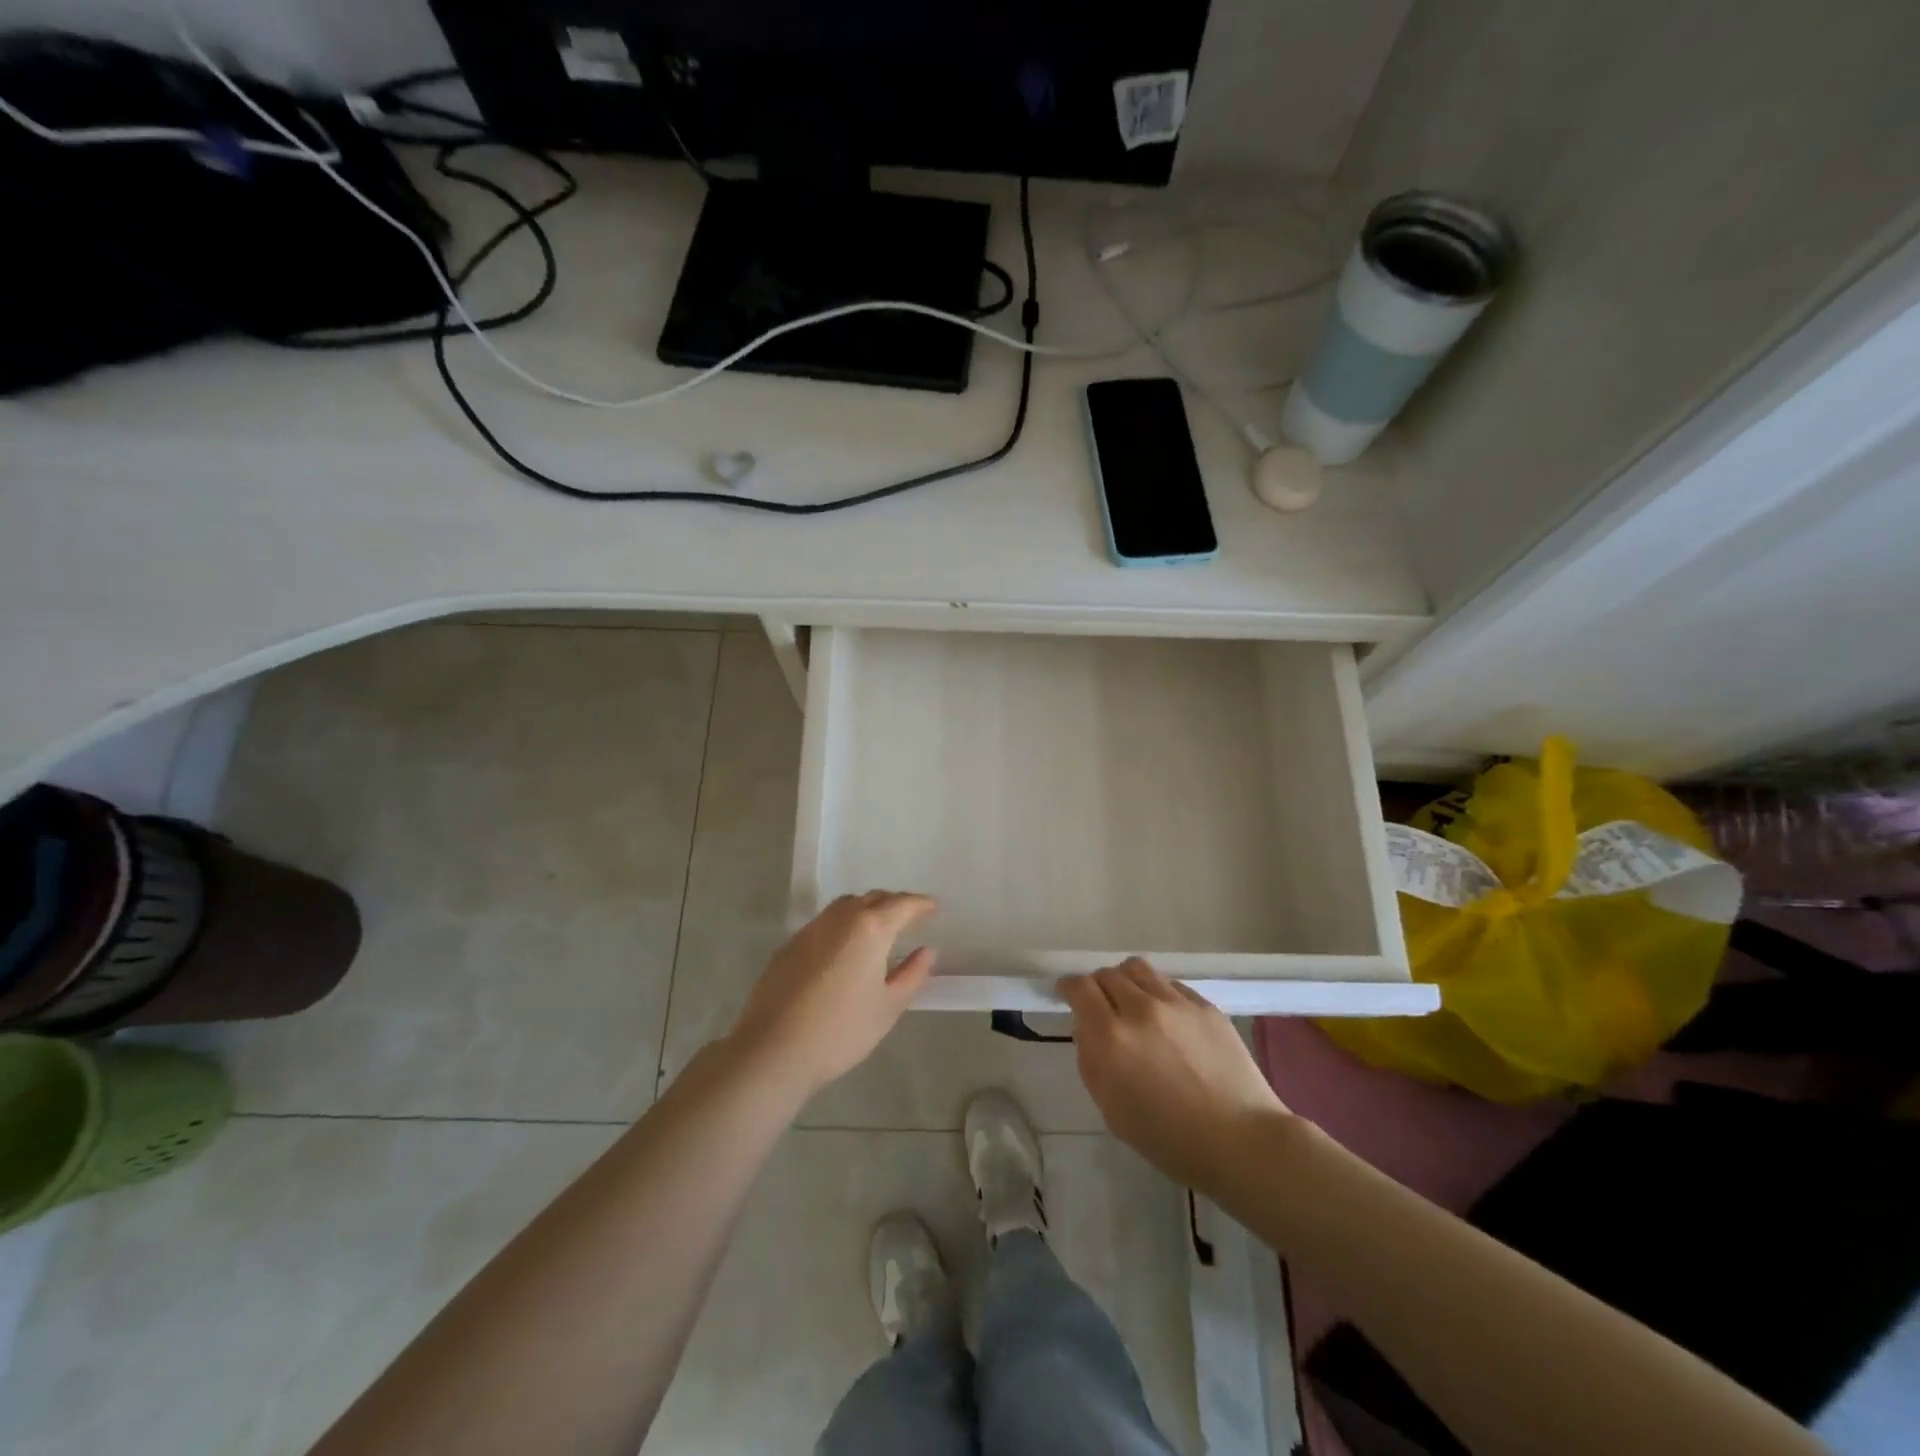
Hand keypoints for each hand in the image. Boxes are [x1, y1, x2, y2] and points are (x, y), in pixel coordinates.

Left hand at [728, 891, 937, 1099]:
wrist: (775, 1049)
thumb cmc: (842, 1030)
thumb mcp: (888, 1007)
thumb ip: (912, 974)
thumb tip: (926, 951)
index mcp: (870, 928)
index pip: (901, 904)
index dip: (920, 904)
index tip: (932, 907)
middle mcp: (840, 919)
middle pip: (871, 899)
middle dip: (892, 903)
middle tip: (907, 917)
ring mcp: (810, 930)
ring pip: (844, 907)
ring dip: (864, 909)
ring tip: (876, 929)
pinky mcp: (788, 946)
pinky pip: (823, 924)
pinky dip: (840, 926)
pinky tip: (842, 950)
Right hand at [1063, 958, 1292, 1190]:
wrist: (1241, 1141)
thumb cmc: (1169, 1139)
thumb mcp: (1111, 1109)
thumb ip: (1091, 1060)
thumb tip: (1087, 1028)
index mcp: (1111, 1037)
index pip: (1079, 988)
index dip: (1069, 987)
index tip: (1067, 994)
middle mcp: (1140, 1009)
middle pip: (1107, 974)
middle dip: (1097, 986)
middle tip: (1102, 1007)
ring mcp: (1176, 1002)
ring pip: (1138, 969)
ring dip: (1126, 981)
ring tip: (1132, 1002)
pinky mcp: (1204, 1005)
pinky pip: (1170, 984)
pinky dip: (1157, 993)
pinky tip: (1167, 1018)